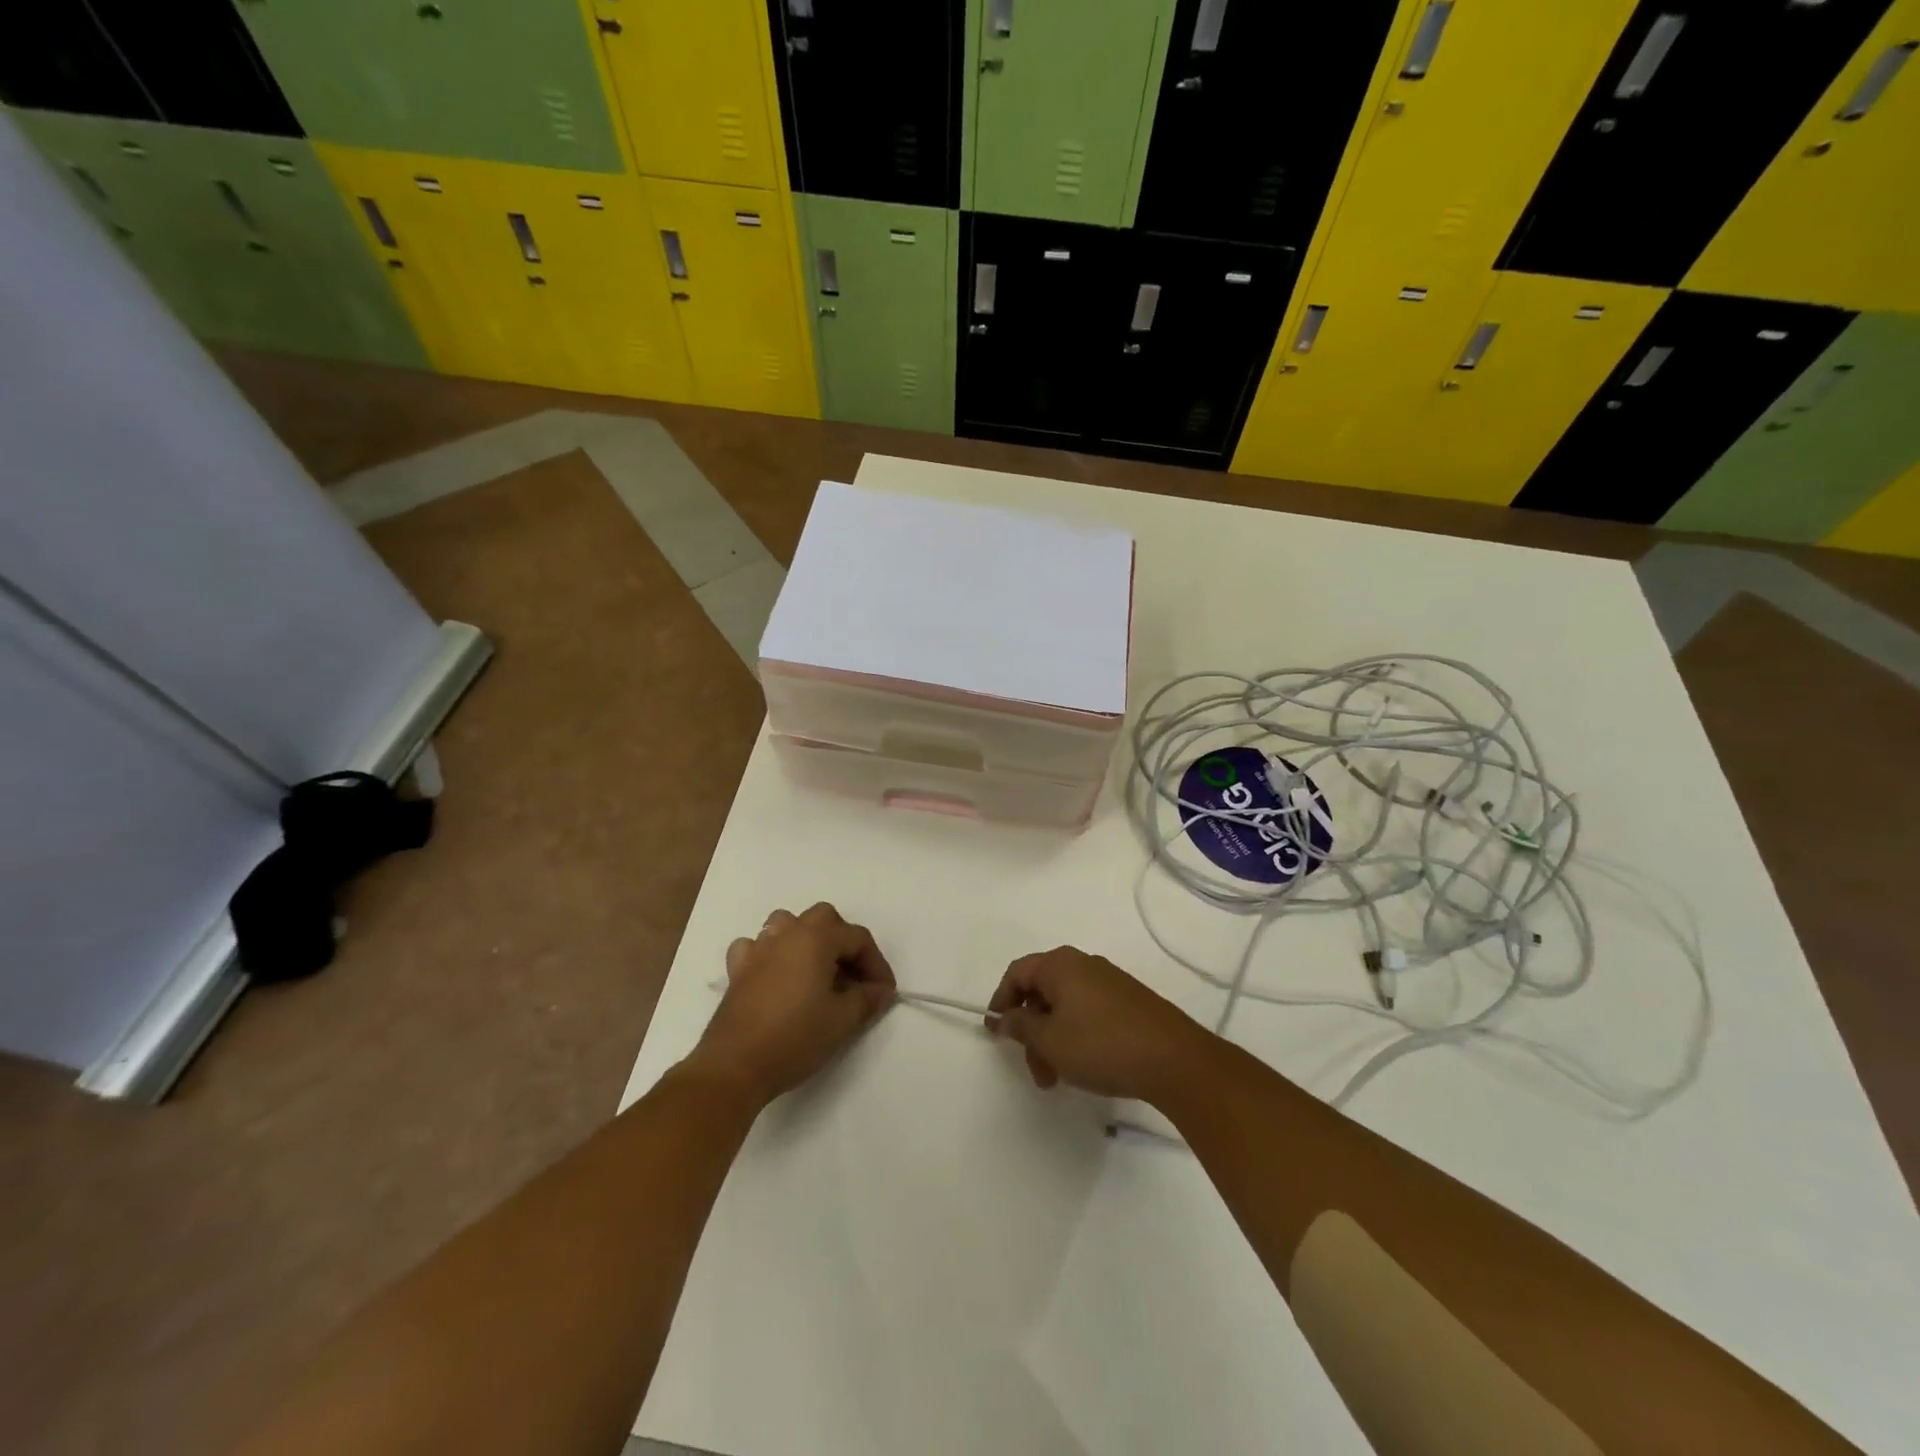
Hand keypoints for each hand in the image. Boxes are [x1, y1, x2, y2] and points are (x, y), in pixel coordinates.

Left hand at [691, 903, 896, 1105]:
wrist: (735, 1066)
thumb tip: (880, 991)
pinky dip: (770, 954)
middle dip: (844, 942)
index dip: (876, 964)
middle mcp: (787, 934)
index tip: (884, 993)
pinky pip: (757, 947)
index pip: (857, 938)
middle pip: (824, 919)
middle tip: (853, 976)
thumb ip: (867, 999)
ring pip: (787, 924)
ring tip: (817, 970)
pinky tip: (776, 976)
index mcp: (816, 938)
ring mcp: (758, 949)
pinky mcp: (737, 970)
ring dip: (807, 939)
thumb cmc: (795, 1038)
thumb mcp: (842, 1021)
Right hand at [986, 947, 1210, 1102]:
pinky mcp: (1129, 1002)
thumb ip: (1020, 1026)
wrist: (1174, 1059)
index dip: (1001, 1000)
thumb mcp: (1050, 1040)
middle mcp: (1083, 965)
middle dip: (1031, 1031)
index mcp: (1060, 964)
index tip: (996, 1032)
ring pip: (1065, 1007)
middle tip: (1034, 1069)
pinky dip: (1075, 1036)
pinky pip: (1088, 1012)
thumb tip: (1004, 1016)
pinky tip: (1084, 1067)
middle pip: (1042, 991)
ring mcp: (1109, 982)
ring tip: (1058, 1079)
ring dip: (1053, 1040)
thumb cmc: (1101, 1045)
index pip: (1017, 972)